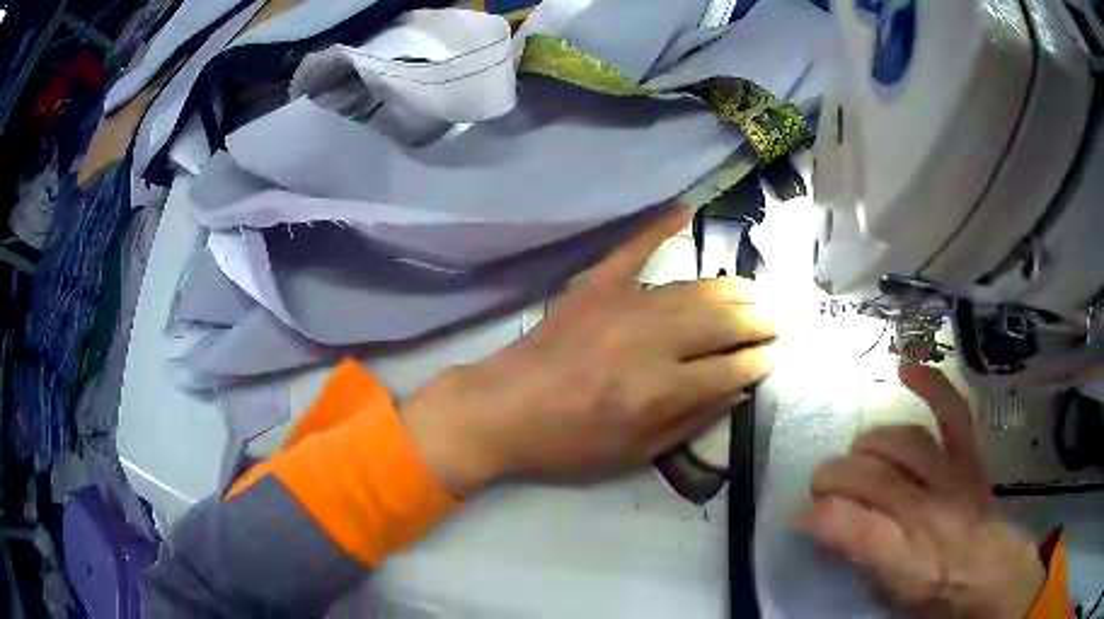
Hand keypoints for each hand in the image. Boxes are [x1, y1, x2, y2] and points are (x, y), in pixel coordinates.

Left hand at [403, 206, 777, 496]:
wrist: (502, 410)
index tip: (776, 353)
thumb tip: (737, 388)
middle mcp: (651, 341)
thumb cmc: (568, 444)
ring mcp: (623, 305)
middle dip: (760, 318)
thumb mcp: (635, 454)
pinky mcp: (595, 286)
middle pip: (724, 319)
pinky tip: (685, 210)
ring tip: (757, 292)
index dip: (760, 359)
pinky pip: (634, 249)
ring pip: (696, 288)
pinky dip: (659, 227)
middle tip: (779, 319)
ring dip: (734, 289)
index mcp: (661, 390)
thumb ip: (692, 420)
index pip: (731, 367)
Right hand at [798, 365, 1044, 617]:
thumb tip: (820, 525)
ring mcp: (949, 477)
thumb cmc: (930, 591)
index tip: (797, 513)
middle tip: (820, 486)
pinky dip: (931, 385)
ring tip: (857, 453)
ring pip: (903, 443)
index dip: (815, 515)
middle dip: (833, 477)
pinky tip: (904, 367)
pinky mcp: (967, 456)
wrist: (985, 573)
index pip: (850, 525)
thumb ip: (854, 555)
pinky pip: (952, 412)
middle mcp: (924, 510)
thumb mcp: (884, 592)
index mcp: (900, 555)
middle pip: (871, 478)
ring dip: (870, 444)